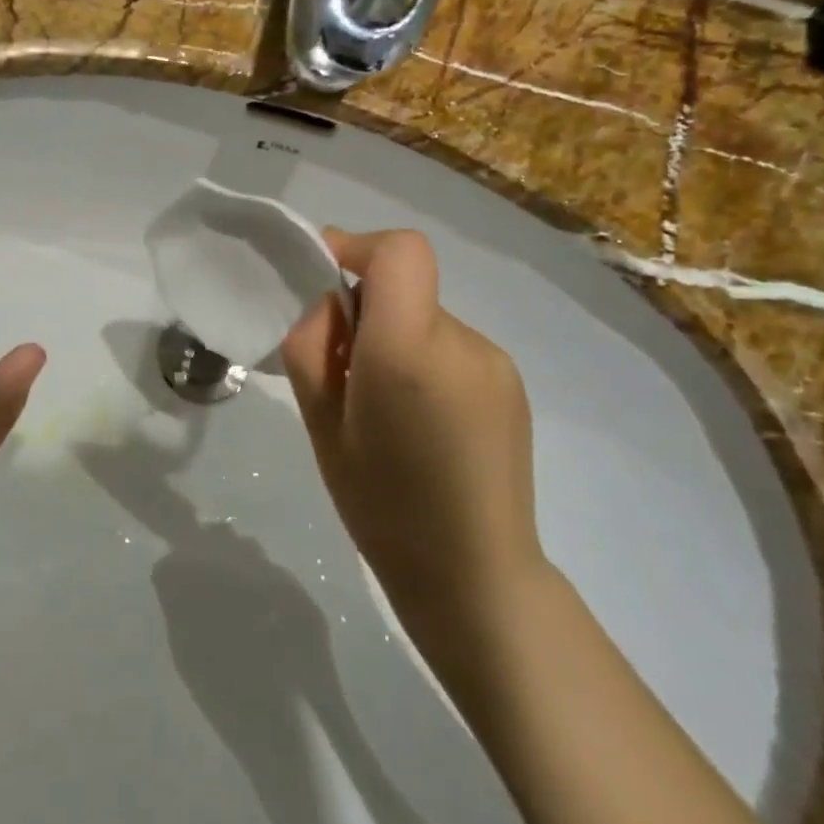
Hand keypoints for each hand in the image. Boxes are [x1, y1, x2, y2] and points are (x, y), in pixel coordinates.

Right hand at [281, 228, 541, 664]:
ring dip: (395, 342)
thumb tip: (328, 303)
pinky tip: (421, 425)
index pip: (399, 251)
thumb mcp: (318, 423)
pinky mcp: (511, 384)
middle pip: (404, 288)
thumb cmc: (380, 504)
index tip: (324, 280)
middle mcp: (462, 341)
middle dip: (364, 312)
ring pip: (425, 320)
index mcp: (409, 349)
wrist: (474, 575)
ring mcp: (495, 362)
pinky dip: (424, 364)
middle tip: (341, 376)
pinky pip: (451, 349)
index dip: (357, 248)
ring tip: (385, 412)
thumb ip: (311, 346)